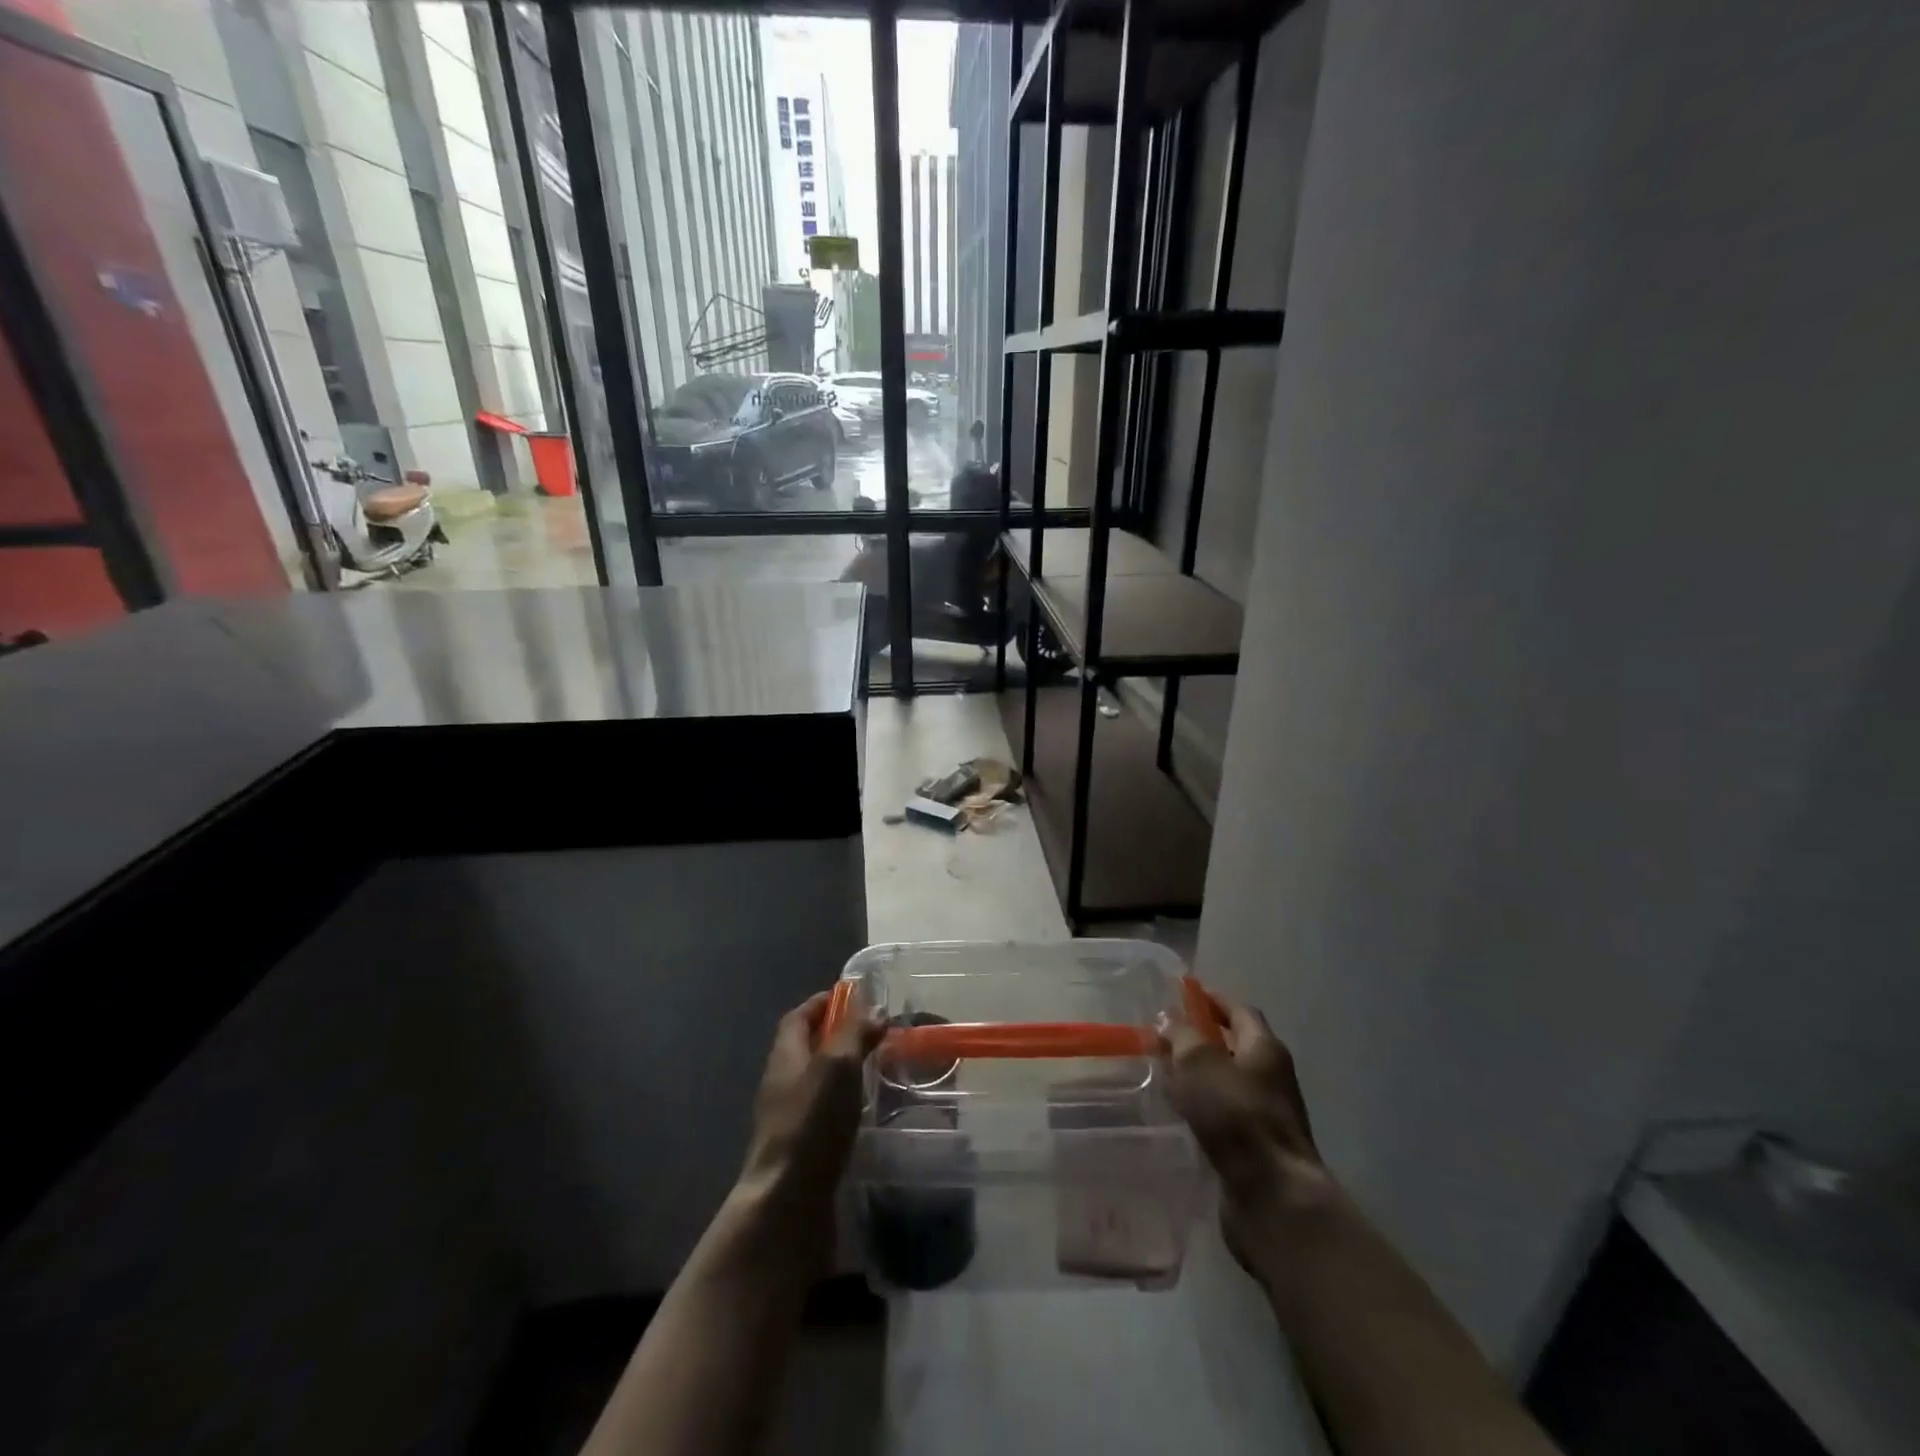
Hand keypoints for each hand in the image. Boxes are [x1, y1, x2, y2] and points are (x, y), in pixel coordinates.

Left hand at [738, 991, 883, 1222]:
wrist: (787, 1202)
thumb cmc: (811, 1122)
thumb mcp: (838, 1066)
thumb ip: (855, 1033)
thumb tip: (874, 1009)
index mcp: (785, 1056)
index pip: (798, 1017)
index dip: (821, 1003)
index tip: (850, 995)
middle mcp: (781, 1082)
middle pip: (805, 1047)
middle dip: (834, 1034)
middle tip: (872, 1030)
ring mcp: (788, 1118)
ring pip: (815, 1080)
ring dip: (841, 1069)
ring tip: (876, 1067)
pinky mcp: (801, 1149)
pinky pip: (822, 1111)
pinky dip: (843, 1101)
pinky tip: (866, 1110)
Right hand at [1165, 996, 1333, 1284]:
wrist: (1272, 1196)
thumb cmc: (1236, 1116)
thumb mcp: (1200, 1063)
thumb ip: (1182, 1035)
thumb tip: (1169, 1016)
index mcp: (1265, 1048)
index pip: (1239, 1010)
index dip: (1211, 1001)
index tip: (1182, 996)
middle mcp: (1271, 1077)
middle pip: (1234, 1047)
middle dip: (1200, 1039)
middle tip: (1163, 1037)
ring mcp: (1265, 1115)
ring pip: (1226, 1083)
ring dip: (1198, 1076)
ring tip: (1162, 1073)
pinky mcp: (1254, 1149)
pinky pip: (1223, 1116)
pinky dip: (1201, 1108)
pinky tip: (1177, 1114)